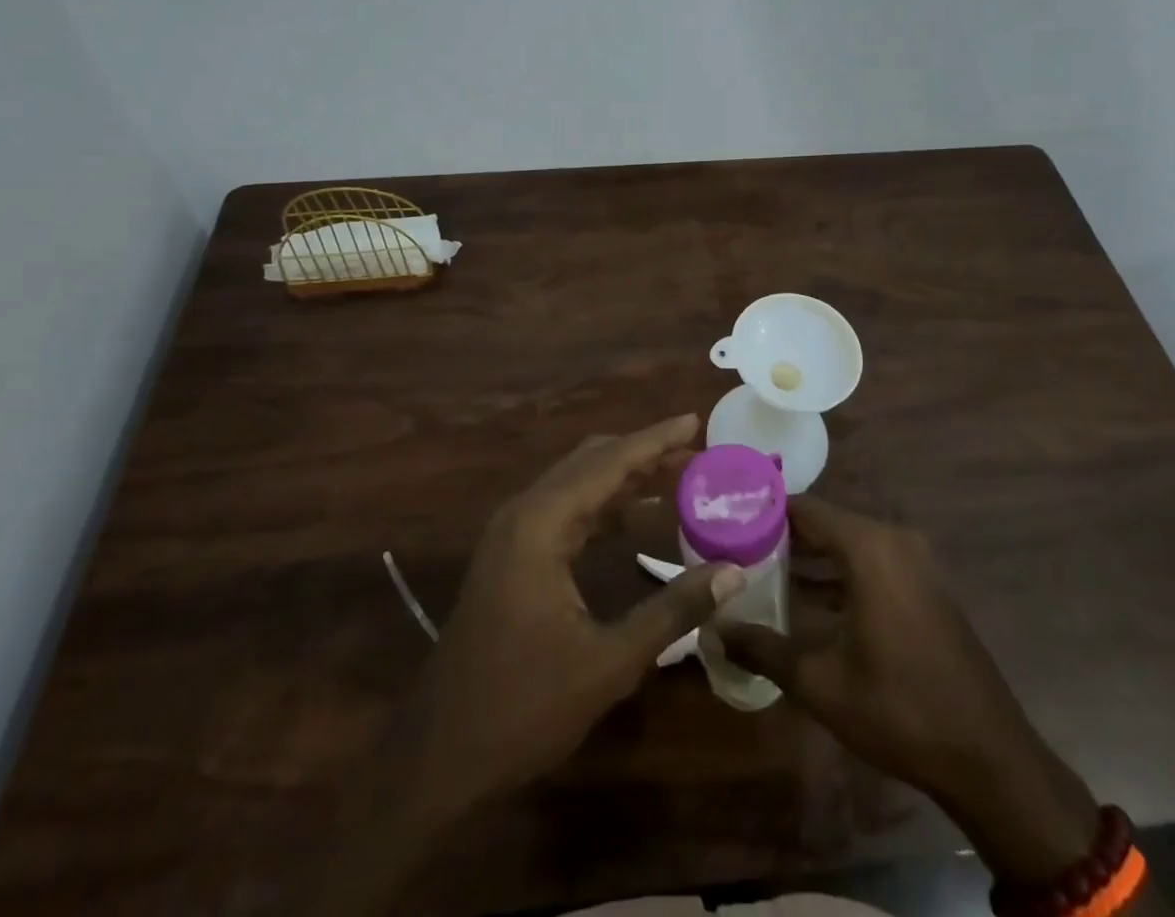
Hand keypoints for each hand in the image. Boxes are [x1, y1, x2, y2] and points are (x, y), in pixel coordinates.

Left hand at [389, 413, 744, 818]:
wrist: (440, 756)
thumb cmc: (523, 707)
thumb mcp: (608, 662)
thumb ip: (673, 610)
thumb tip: (734, 571)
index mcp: (540, 524)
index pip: (607, 463)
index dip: (654, 441)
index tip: (693, 420)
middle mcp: (523, 514)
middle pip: (590, 463)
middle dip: (642, 454)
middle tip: (693, 451)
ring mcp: (512, 535)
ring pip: (576, 485)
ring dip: (624, 477)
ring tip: (676, 475)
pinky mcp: (511, 557)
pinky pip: (564, 512)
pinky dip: (603, 506)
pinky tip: (635, 516)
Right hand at [722, 498, 1100, 884]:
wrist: (988, 758)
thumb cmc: (899, 709)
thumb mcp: (820, 682)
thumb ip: (763, 648)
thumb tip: (715, 631)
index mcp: (870, 547)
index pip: (805, 508)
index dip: (764, 511)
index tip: (726, 519)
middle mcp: (894, 541)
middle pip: (826, 523)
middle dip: (782, 535)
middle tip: (734, 547)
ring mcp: (916, 563)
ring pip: (848, 545)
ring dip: (810, 557)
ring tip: (759, 570)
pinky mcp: (925, 587)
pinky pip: (871, 563)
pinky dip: (838, 574)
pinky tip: (805, 599)